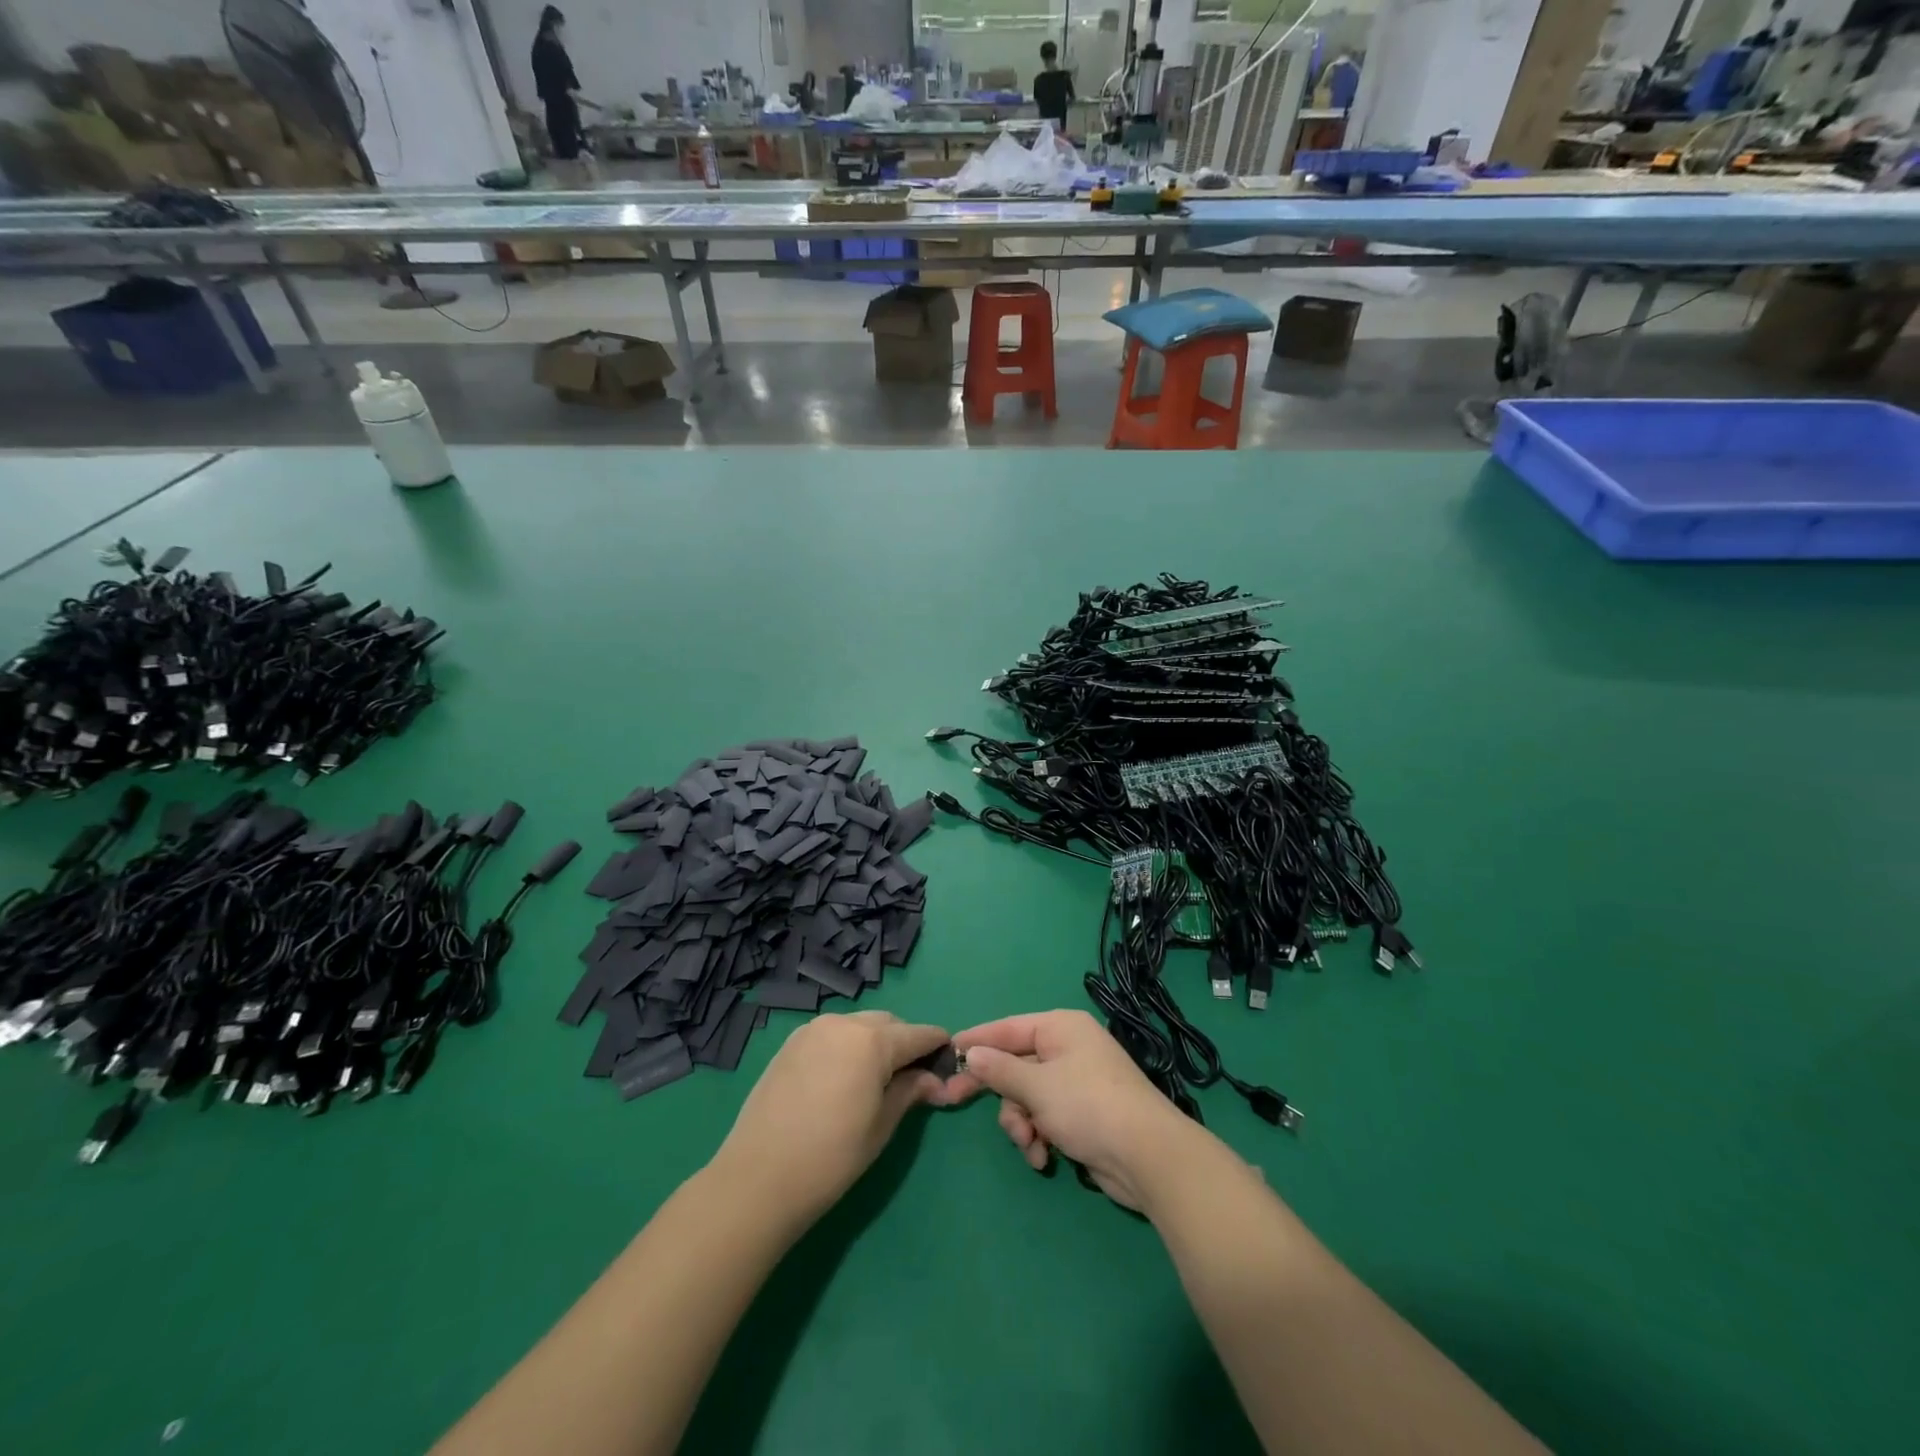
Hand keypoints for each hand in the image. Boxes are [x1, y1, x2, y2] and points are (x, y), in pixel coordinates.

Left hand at [711, 1011, 948, 1225]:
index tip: (948, 1064)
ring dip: (875, 1043)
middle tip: (911, 1079)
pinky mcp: (791, 1042)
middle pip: (888, 1024)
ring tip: (875, 1080)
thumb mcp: (881, 1126)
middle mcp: (844, 1022)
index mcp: (872, 1040)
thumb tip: (935, 1080)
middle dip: (905, 1043)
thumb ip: (910, 1091)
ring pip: (859, 1025)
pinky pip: (833, 1034)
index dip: (937, 1046)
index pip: (918, 1034)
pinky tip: (843, 1079)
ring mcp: (813, 1029)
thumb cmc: (831, 1157)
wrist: (758, 1178)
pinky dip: (847, 1046)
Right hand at [946, 1010, 1202, 1210]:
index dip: (976, 1040)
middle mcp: (1068, 1048)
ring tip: (1030, 1145)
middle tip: (954, 1101)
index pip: (1007, 1028)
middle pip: (1016, 1065)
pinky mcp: (1083, 1114)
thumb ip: (1000, 1070)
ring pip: (1027, 1096)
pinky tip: (1044, 1158)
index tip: (946, 1052)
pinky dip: (1039, 1137)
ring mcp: (1077, 1082)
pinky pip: (1045, 1117)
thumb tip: (971, 1053)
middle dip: (1000, 1093)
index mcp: (1059, 1028)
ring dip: (1021, 1123)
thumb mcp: (1037, 1087)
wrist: (1148, 1157)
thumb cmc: (1088, 1106)